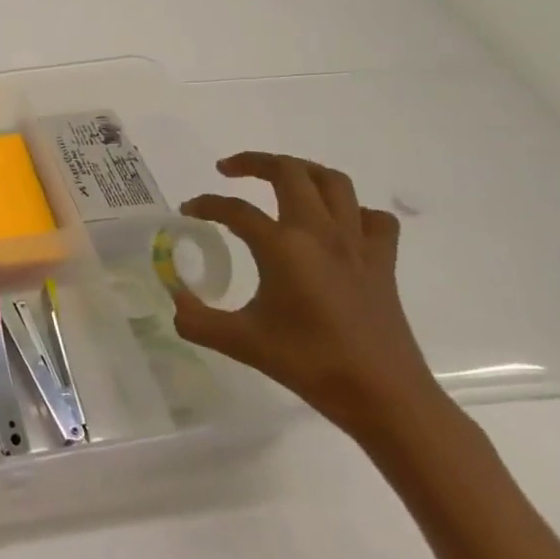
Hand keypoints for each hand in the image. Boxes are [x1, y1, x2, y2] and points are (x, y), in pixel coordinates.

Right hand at [172, 152, 441, 440]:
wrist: (384, 396)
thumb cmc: (309, 363)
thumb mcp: (240, 341)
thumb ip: (197, 319)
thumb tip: (175, 302)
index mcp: (283, 246)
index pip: (234, 210)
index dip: (206, 205)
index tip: (187, 211)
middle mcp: (320, 233)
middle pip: (289, 172)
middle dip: (254, 162)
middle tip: (228, 171)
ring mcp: (357, 244)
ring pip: (334, 182)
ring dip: (302, 171)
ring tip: (278, 179)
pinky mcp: (382, 262)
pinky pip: (372, 218)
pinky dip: (352, 210)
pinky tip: (334, 224)